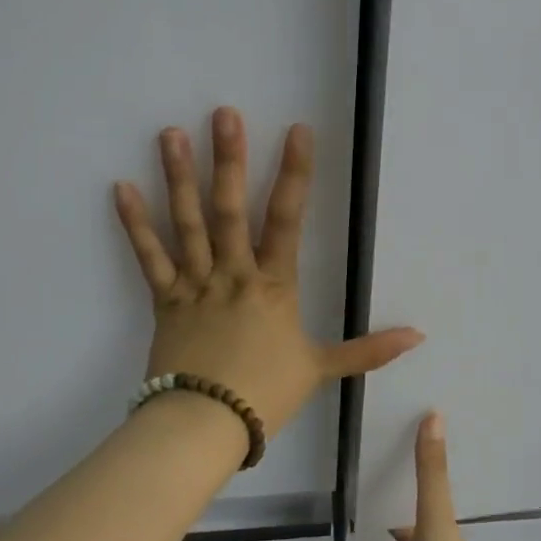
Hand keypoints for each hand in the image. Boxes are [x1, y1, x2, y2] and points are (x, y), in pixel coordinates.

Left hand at [113, 107, 421, 437]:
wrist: (205, 426)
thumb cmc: (266, 394)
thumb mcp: (322, 369)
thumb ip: (368, 349)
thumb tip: (418, 335)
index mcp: (274, 285)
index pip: (287, 219)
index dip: (294, 172)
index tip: (297, 131)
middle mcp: (233, 273)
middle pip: (230, 209)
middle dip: (229, 159)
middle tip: (223, 114)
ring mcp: (195, 284)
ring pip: (187, 223)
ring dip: (179, 177)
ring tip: (170, 133)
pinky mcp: (164, 300)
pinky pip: (149, 257)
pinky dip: (135, 224)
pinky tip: (122, 187)